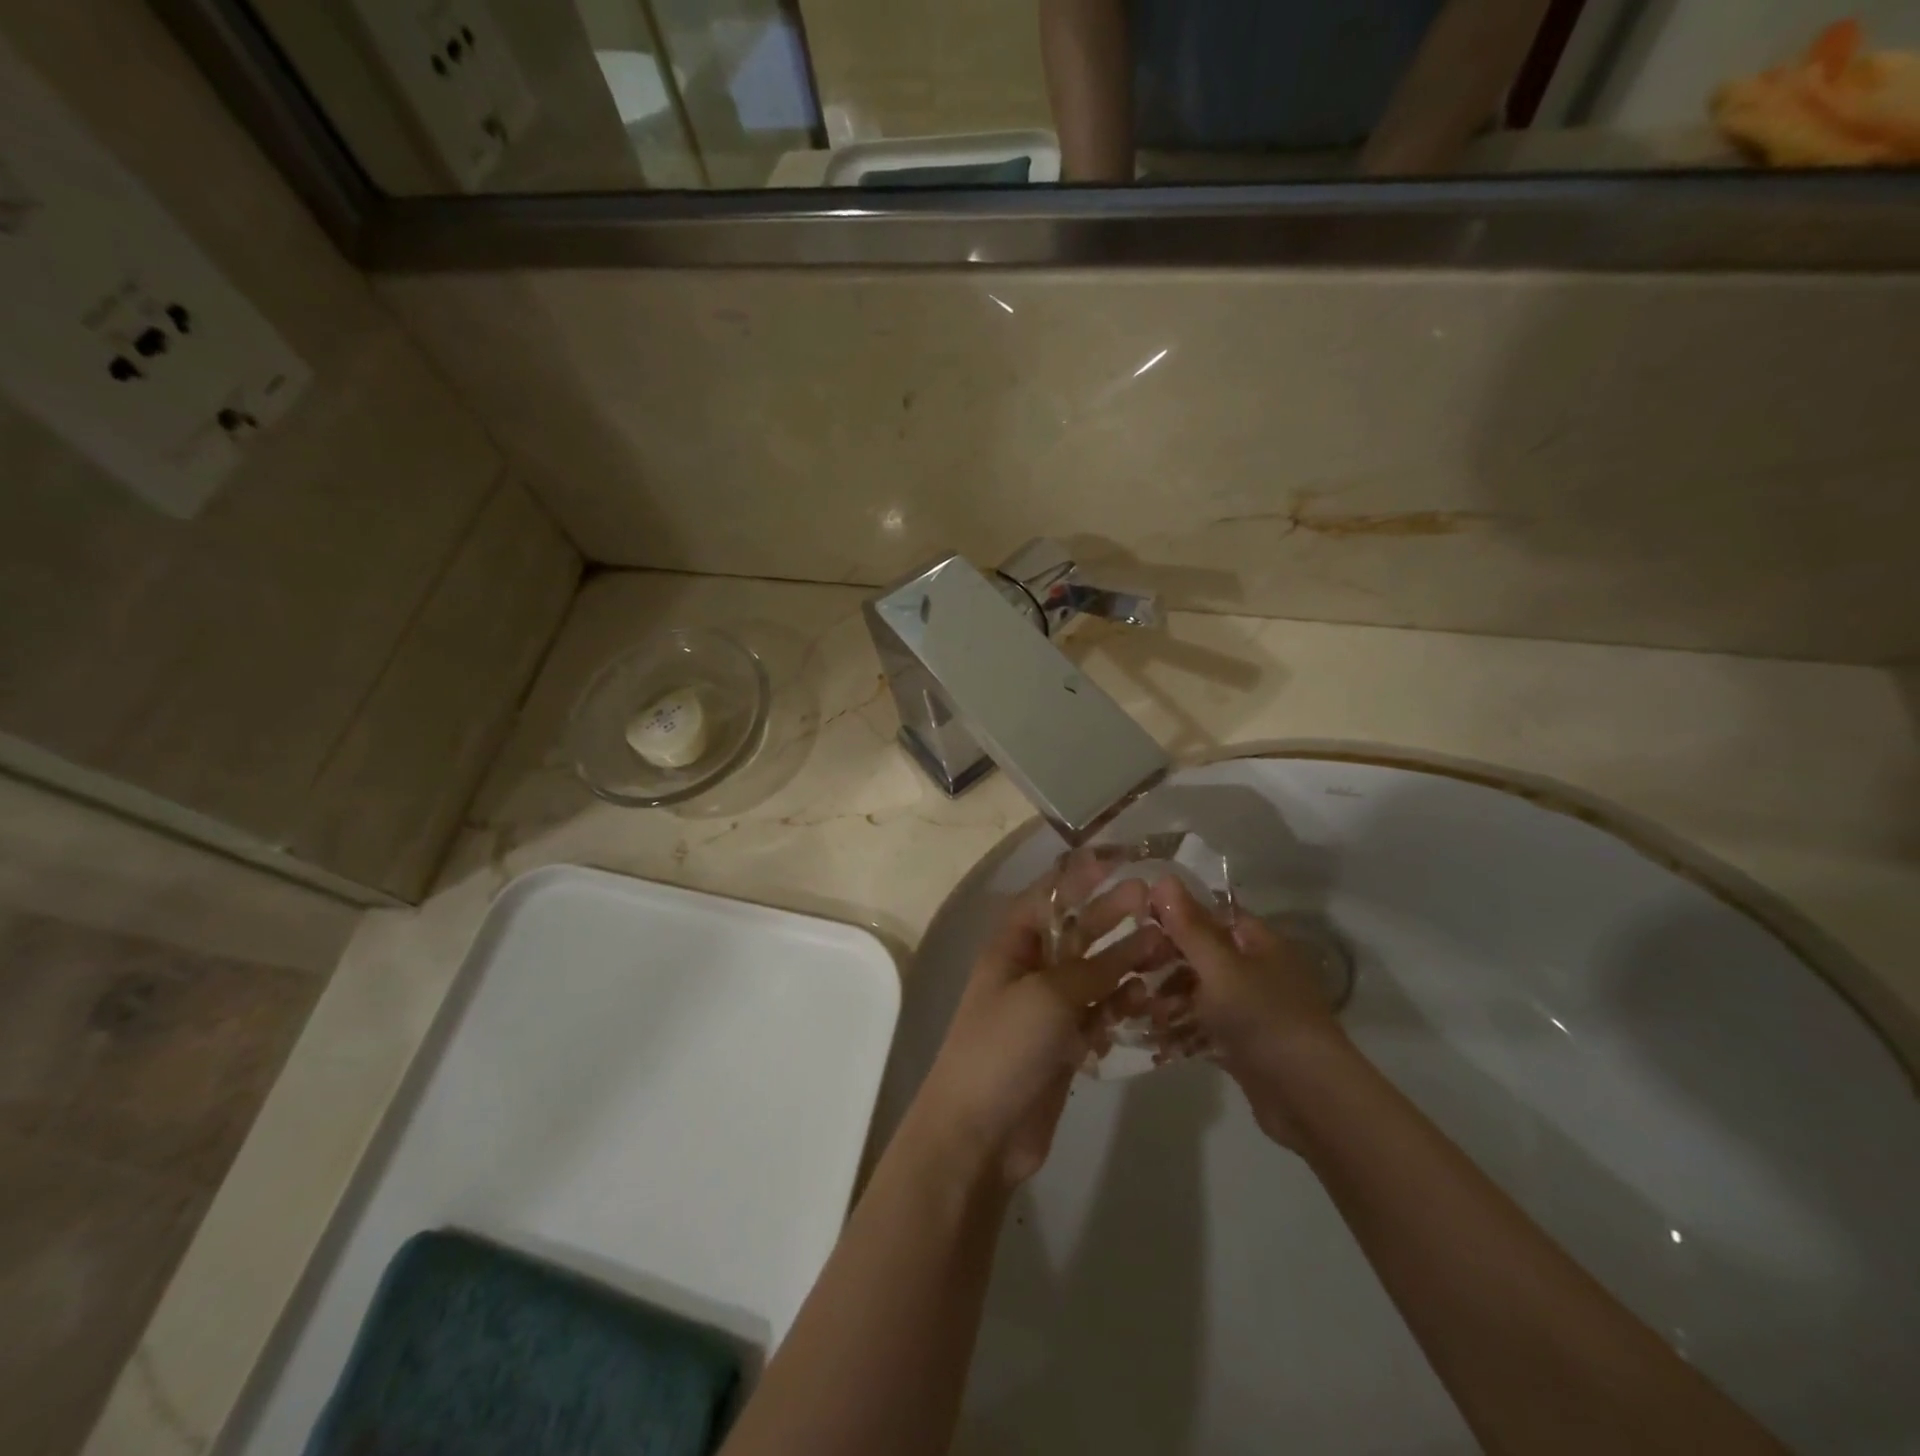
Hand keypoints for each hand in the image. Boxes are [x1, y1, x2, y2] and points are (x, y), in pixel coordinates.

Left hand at [912, 859, 1165, 1186]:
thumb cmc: (1004, 1047)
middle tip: (1153, 900)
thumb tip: (1136, 945)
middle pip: (1076, 932)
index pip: (1048, 897)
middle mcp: (1030, 969)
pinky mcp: (1064, 1043)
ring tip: (1166, 949)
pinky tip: (1149, 998)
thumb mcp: (1048, 996)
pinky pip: (1099, 1012)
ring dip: (1126, 961)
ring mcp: (1048, 1008)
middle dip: (1112, 915)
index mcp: (1012, 946)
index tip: (1120, 860)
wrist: (981, 1131)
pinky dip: (1121, 1004)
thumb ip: (1093, 968)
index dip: (1081, 877)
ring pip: (1093, 973)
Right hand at [1139, 876, 1347, 1146]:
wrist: (1310, 1099)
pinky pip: (1204, 1029)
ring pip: (1200, 994)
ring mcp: (1250, 1011)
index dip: (1176, 913)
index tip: (1136, 920)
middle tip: (1131, 970)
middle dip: (1166, 962)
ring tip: (1140, 1011)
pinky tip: (1155, 1041)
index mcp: (1259, 944)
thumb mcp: (1221, 967)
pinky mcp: (1243, 1047)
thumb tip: (1164, 877)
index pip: (1213, 914)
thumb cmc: (1264, 1019)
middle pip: (1202, 955)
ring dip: (1169, 1000)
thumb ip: (1189, 926)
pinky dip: (1181, 1032)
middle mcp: (1256, 972)